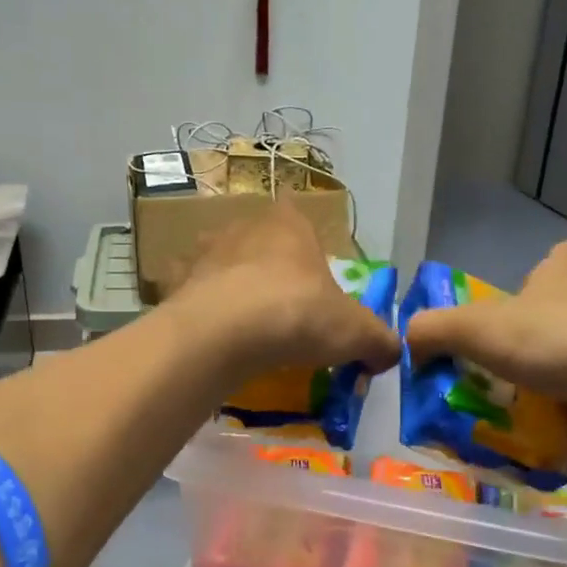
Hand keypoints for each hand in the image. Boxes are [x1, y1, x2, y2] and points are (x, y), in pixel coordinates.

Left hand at [170, 199, 399, 376]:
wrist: (227, 333)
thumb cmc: (298, 315)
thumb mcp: (356, 333)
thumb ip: (379, 341)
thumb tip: (392, 354)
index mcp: (289, 224)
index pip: (297, 213)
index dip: (303, 240)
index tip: (307, 273)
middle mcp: (243, 227)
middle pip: (256, 238)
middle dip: (264, 263)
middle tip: (277, 303)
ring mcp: (204, 253)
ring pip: (217, 259)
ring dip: (226, 280)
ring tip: (238, 317)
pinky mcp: (175, 283)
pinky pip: (185, 290)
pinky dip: (193, 305)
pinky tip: (204, 329)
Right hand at [404, 242, 566, 451]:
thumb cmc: (554, 340)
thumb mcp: (474, 329)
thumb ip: (433, 331)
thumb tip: (410, 342)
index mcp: (564, 273)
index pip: (554, 262)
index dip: (532, 283)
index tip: (513, 313)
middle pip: (563, 321)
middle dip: (534, 352)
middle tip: (499, 383)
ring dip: (553, 398)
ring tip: (517, 426)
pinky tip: (548, 454)